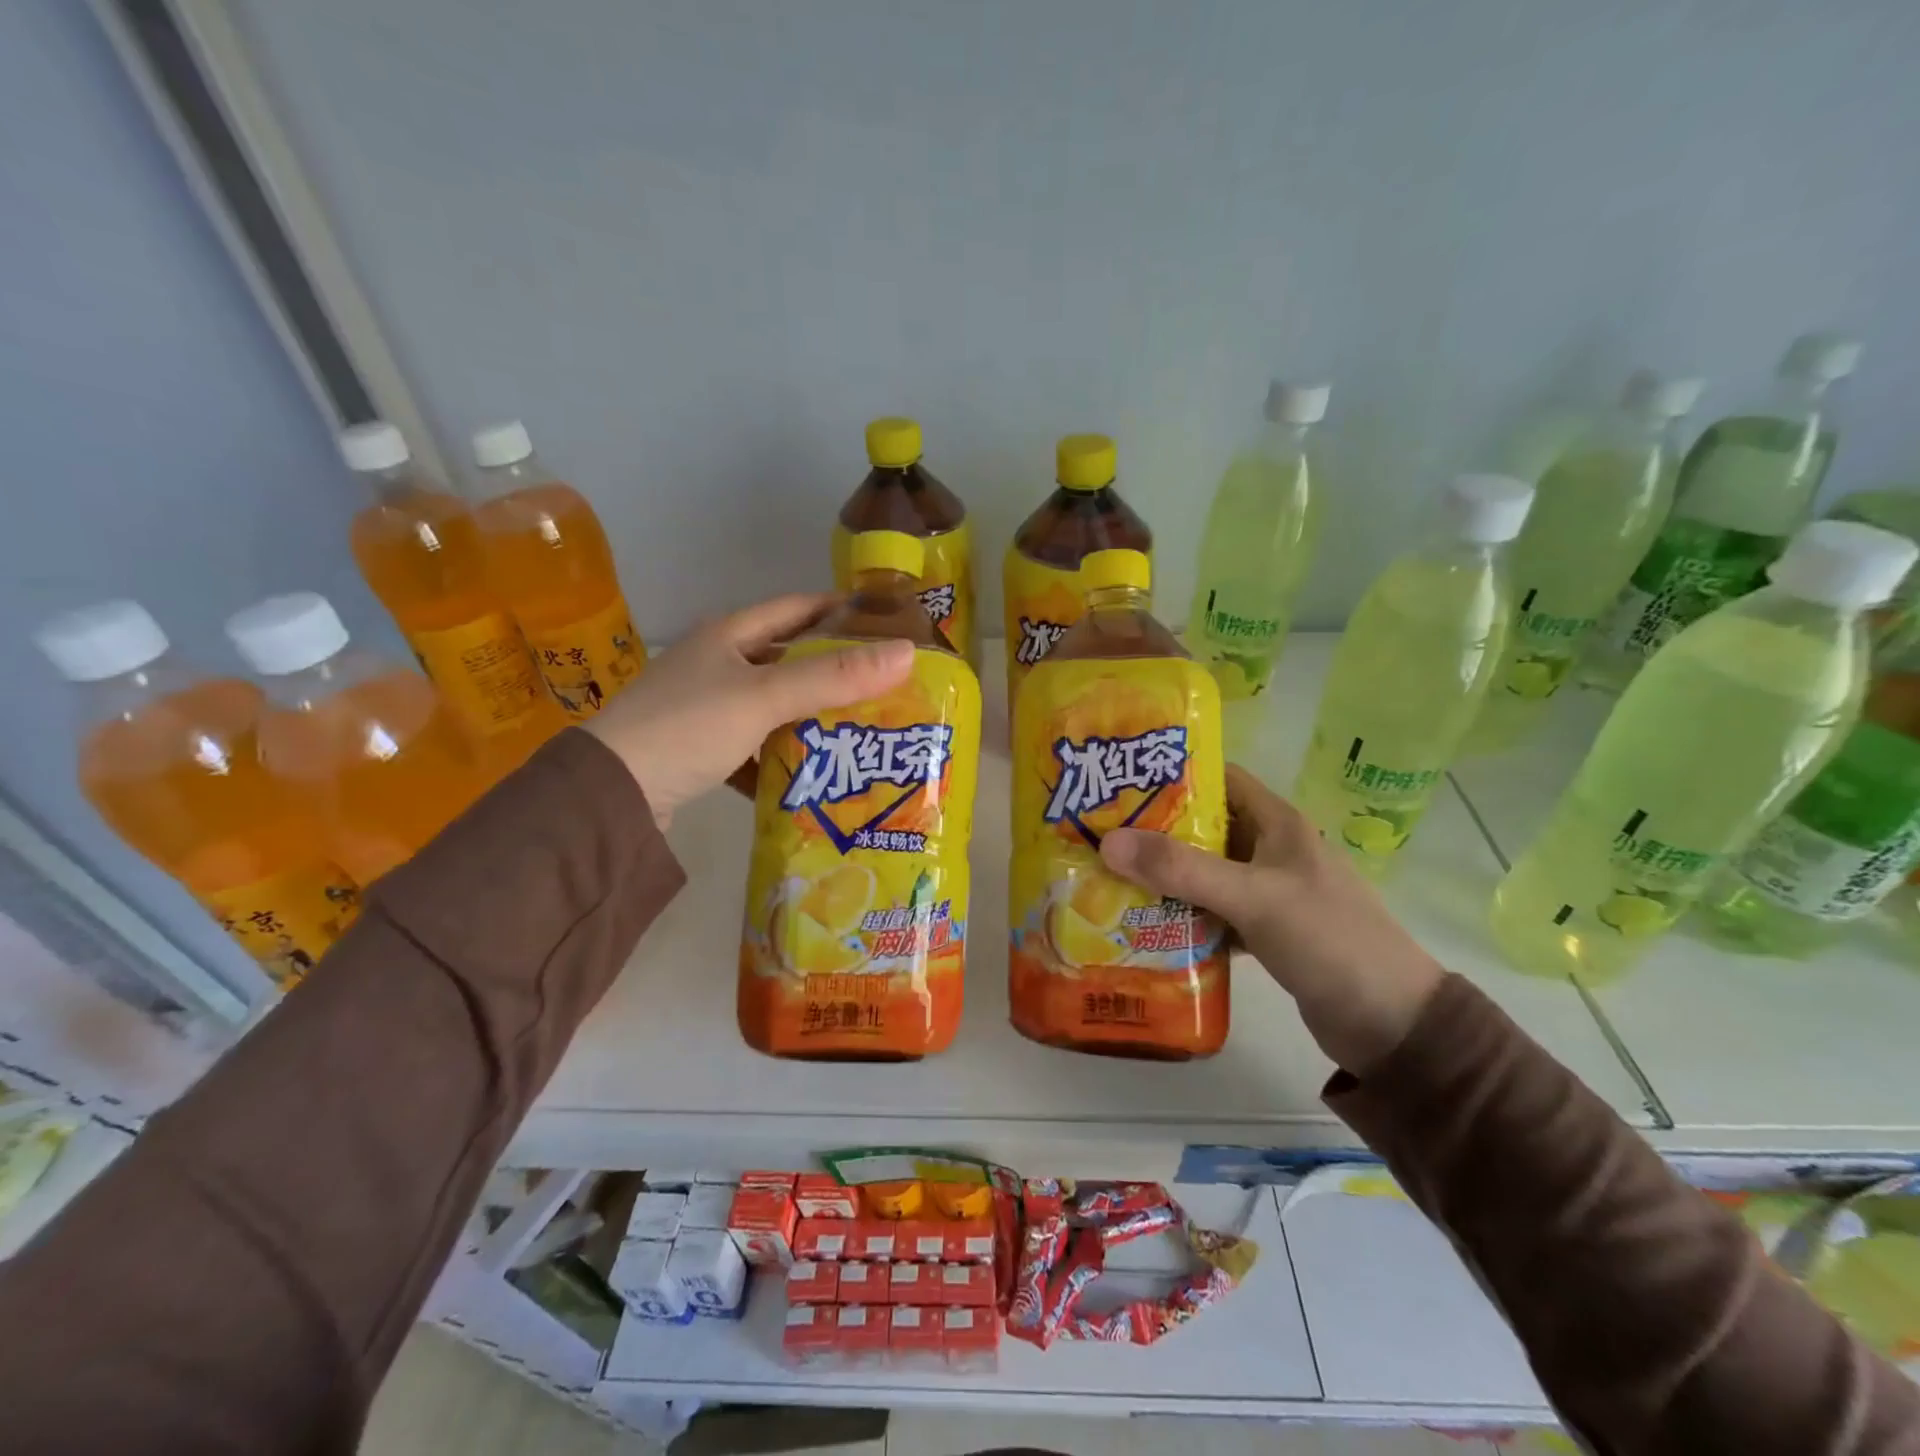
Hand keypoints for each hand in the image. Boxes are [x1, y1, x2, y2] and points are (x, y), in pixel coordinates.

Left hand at [586, 593, 913, 827]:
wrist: (612, 793)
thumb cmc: (688, 726)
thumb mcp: (764, 696)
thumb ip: (834, 676)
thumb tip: (906, 652)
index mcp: (729, 636)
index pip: (795, 608)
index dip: (838, 610)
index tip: (883, 622)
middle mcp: (717, 664)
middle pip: (788, 659)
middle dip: (834, 670)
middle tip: (885, 684)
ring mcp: (706, 707)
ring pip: (774, 704)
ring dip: (811, 716)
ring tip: (862, 729)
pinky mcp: (701, 748)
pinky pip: (756, 743)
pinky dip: (783, 753)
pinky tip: (814, 770)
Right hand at [1099, 765, 1444, 1073]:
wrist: (1392, 1026)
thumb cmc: (1329, 941)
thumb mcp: (1253, 898)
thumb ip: (1182, 869)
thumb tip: (1108, 842)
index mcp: (1278, 824)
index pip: (1219, 779)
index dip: (1173, 774)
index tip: (1120, 781)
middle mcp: (1271, 850)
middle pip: (1203, 827)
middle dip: (1154, 830)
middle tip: (1100, 835)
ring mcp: (1269, 892)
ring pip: (1204, 872)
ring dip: (1164, 876)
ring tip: (1109, 876)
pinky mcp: (1265, 931)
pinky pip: (1212, 911)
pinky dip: (1182, 915)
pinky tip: (1144, 924)